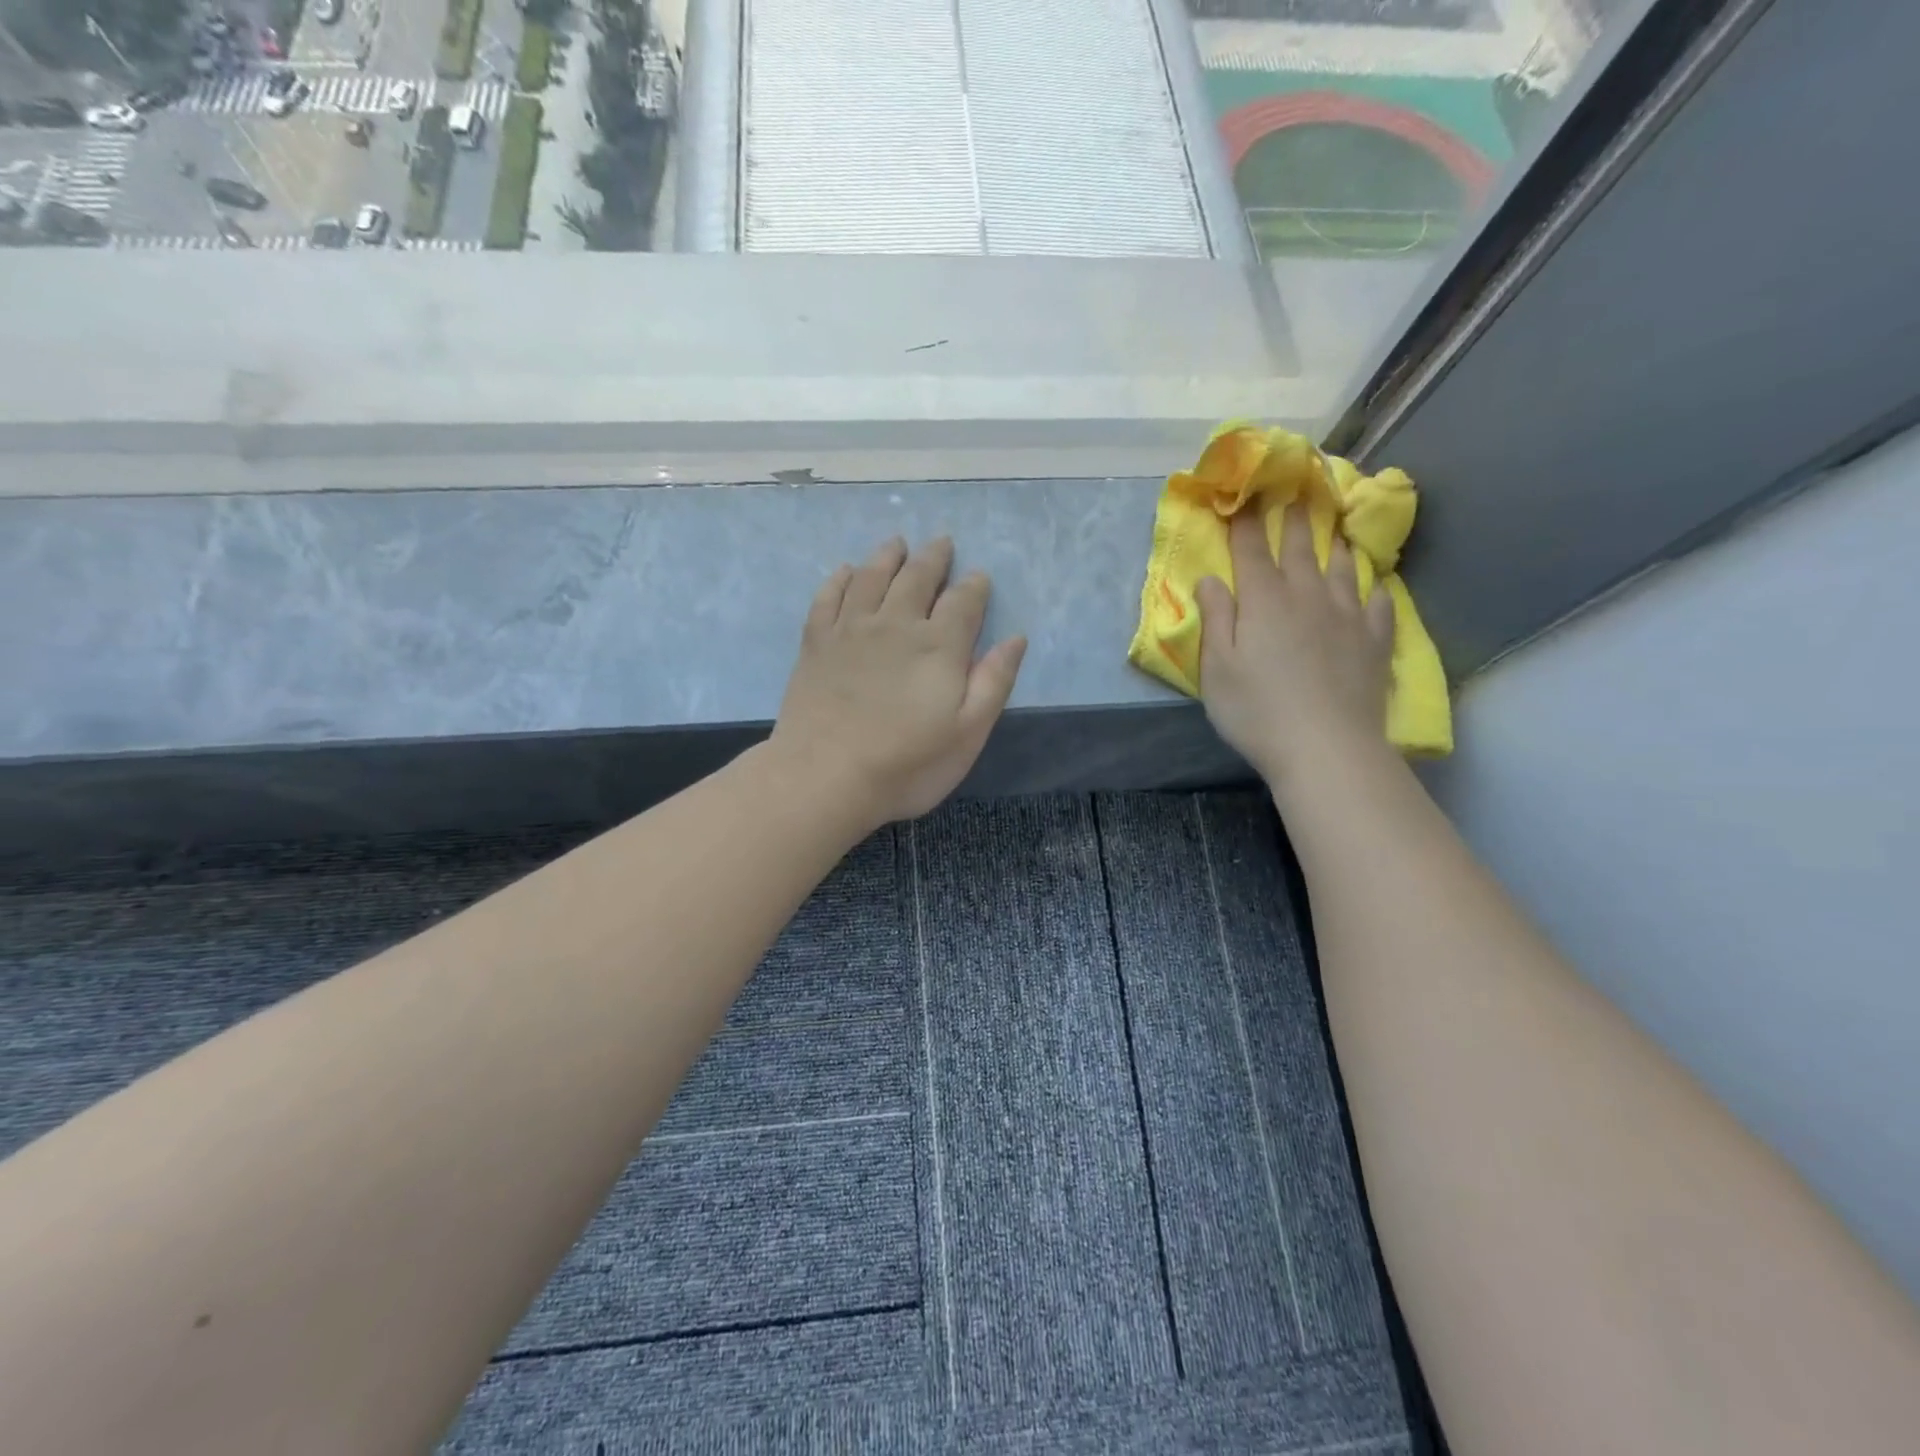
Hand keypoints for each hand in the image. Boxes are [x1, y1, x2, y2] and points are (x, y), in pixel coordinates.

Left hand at [770, 537, 1026, 826]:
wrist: (825, 777)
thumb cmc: (906, 764)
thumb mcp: (968, 734)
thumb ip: (993, 682)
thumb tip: (1015, 639)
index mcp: (938, 646)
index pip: (963, 602)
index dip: (974, 587)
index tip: (979, 578)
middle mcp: (895, 624)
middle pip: (917, 577)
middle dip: (934, 558)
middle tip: (942, 543)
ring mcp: (850, 630)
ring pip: (872, 577)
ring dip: (888, 556)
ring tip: (898, 543)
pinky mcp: (816, 643)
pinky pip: (828, 597)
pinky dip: (839, 579)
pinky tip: (845, 571)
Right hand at [1195, 506, 1394, 789]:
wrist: (1326, 747)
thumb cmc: (1256, 710)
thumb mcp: (1216, 669)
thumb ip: (1215, 618)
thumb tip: (1209, 578)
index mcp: (1263, 601)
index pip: (1252, 551)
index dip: (1247, 522)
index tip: (1246, 495)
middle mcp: (1306, 597)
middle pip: (1300, 549)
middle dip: (1294, 519)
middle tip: (1297, 492)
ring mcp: (1347, 616)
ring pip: (1342, 569)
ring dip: (1336, 546)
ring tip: (1337, 530)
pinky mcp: (1376, 641)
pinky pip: (1379, 604)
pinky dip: (1375, 589)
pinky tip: (1376, 586)